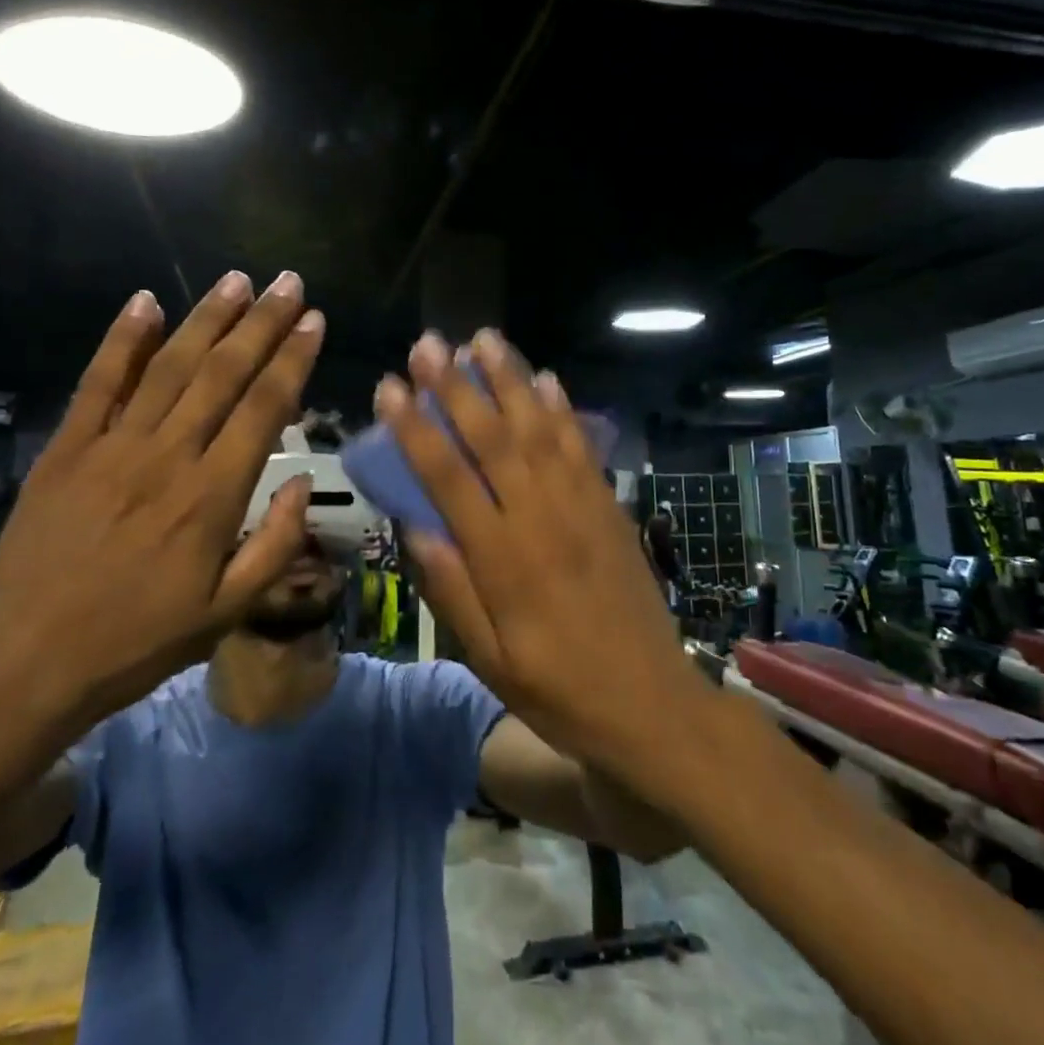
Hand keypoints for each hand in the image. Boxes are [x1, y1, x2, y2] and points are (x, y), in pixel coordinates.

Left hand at [0, 272, 323, 734]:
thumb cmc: (139, 642)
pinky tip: (146, 302)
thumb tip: (303, 483)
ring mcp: (112, 447)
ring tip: (237, 280)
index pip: (264, 408)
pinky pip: (97, 384)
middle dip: (261, 323)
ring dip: (206, 318)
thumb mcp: (227, 612)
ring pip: (169, 367)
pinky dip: (122, 340)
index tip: (314, 321)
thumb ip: (275, 545)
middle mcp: (168, 457)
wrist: (27, 666)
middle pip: (223, 374)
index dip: (293, 359)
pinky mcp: (66, 450)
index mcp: (213, 496)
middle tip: (288, 282)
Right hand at [374, 329, 710, 769]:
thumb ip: (451, 590)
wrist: (653, 705)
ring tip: (484, 339)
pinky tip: (546, 378)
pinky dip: (562, 409)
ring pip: (539, 429)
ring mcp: (582, 507)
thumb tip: (414, 525)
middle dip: (457, 387)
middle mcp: (541, 519)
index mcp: (503, 560)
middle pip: (492, 439)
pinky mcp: (611, 507)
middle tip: (429, 344)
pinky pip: (582, 447)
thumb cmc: (560, 691)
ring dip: (510, 381)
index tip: (390, 387)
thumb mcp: (491, 660)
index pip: (449, 479)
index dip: (416, 430)